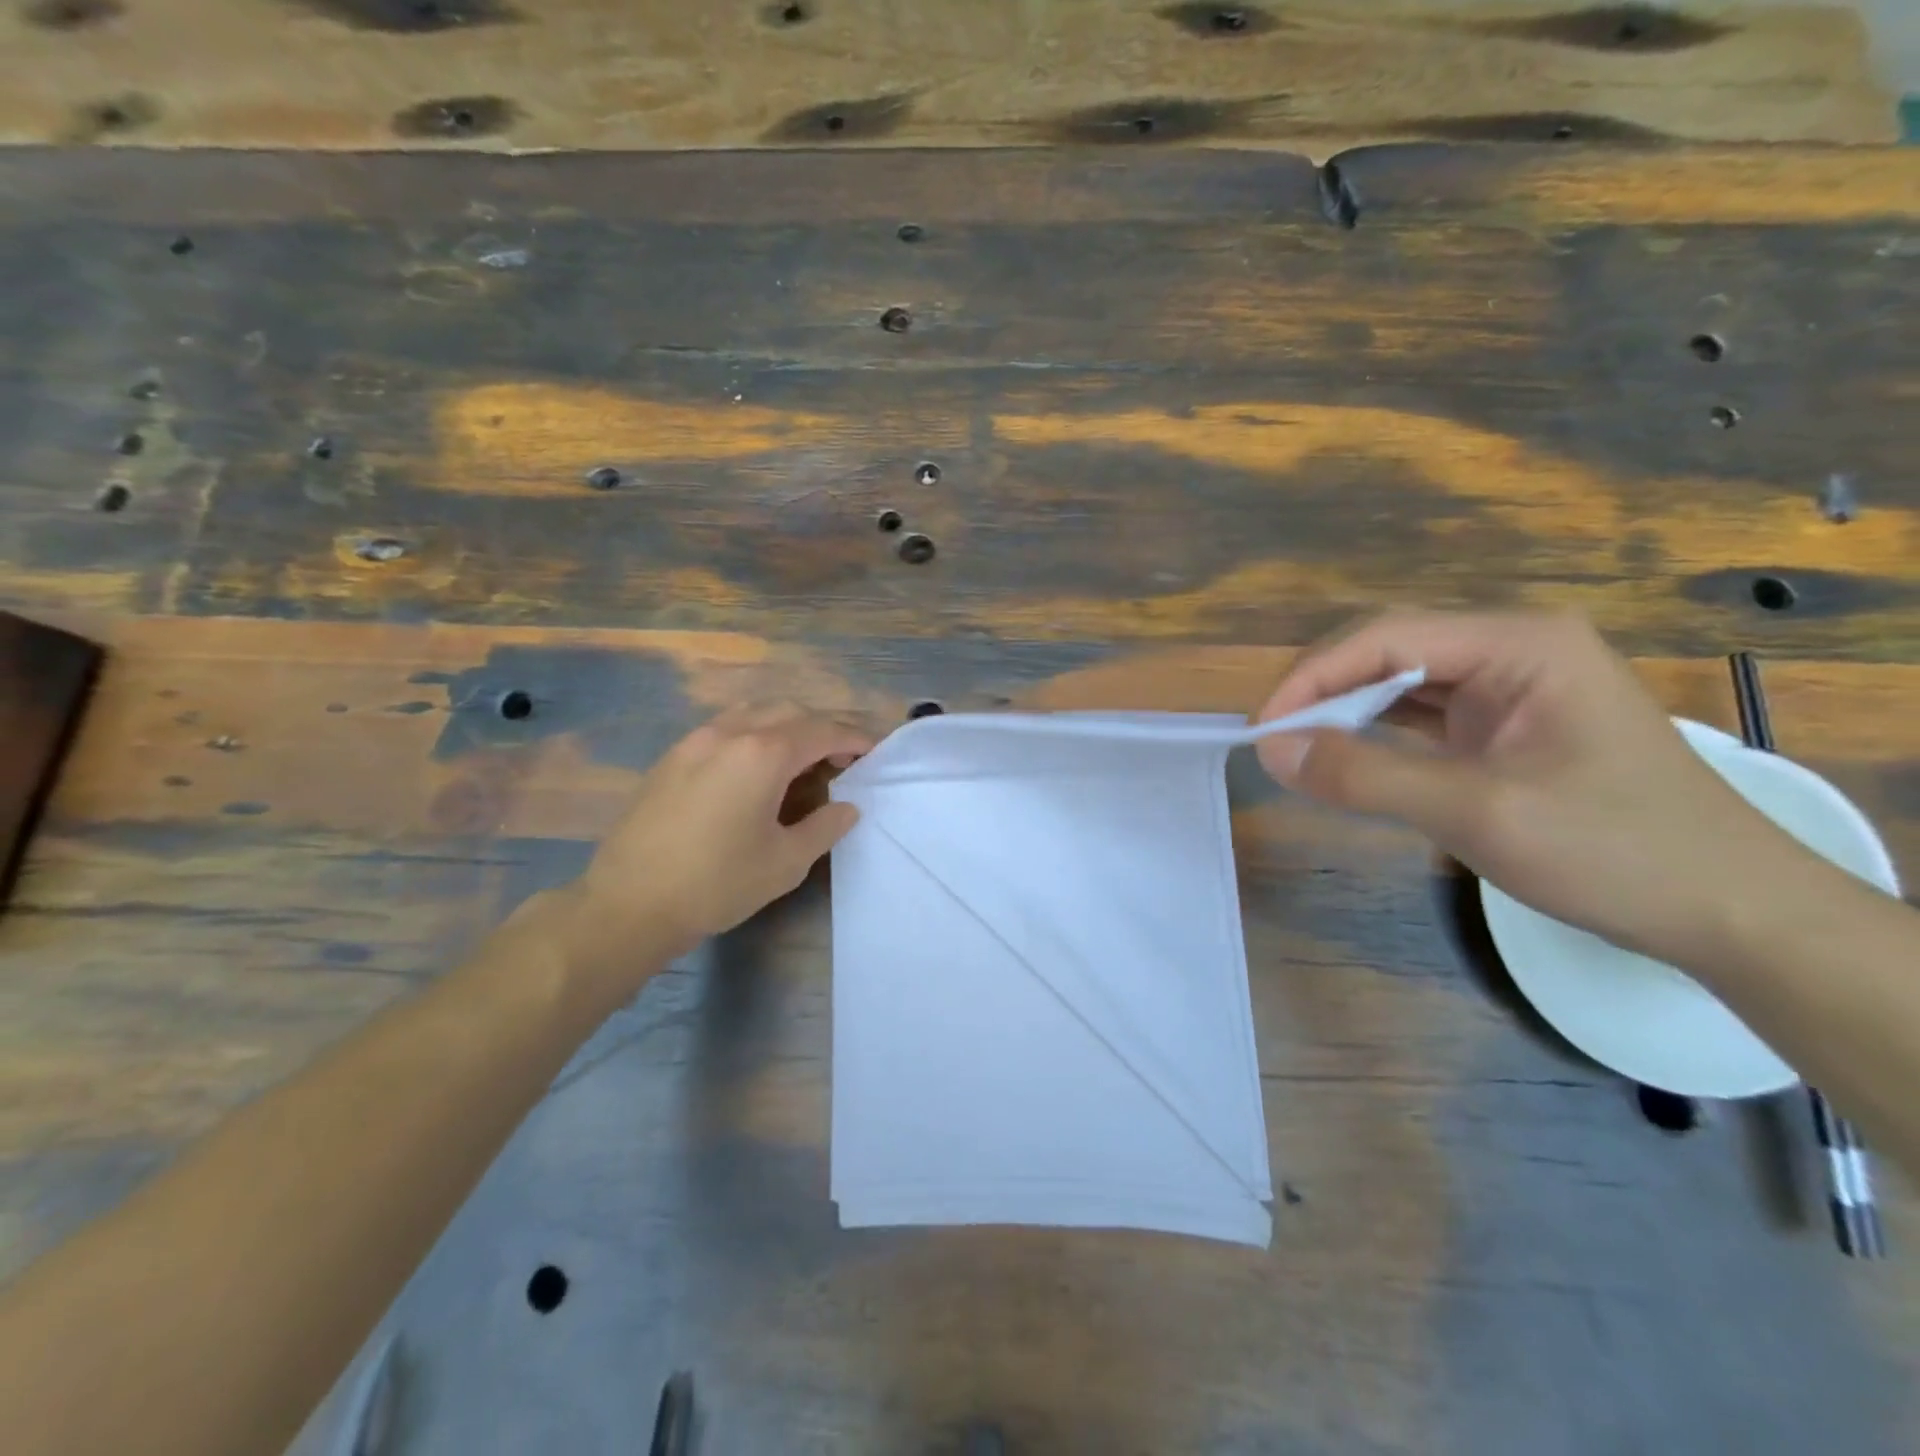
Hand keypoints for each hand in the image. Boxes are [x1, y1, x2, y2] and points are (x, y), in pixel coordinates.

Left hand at [543, 703, 873, 987]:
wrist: (628, 903)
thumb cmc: (717, 884)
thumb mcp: (786, 862)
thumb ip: (824, 827)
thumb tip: (847, 807)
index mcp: (763, 754)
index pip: (822, 731)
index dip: (853, 738)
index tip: (873, 750)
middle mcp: (730, 733)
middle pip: (789, 711)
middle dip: (822, 727)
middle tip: (841, 757)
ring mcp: (695, 741)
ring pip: (753, 712)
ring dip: (785, 726)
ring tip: (800, 758)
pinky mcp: (672, 757)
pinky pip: (724, 728)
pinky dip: (753, 734)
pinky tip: (755, 768)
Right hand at [1255, 610, 1816, 969]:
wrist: (1730, 911)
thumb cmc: (1614, 851)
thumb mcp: (1477, 812)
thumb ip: (1366, 774)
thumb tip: (1270, 750)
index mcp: (1520, 642)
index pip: (1386, 637)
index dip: (1312, 678)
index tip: (1262, 729)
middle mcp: (1513, 646)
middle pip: (1388, 648)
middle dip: (1324, 689)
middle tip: (1275, 740)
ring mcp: (1511, 684)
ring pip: (1400, 678)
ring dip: (1345, 708)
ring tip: (1298, 745)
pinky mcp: (1505, 722)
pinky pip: (1421, 711)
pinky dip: (1375, 730)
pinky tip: (1346, 751)